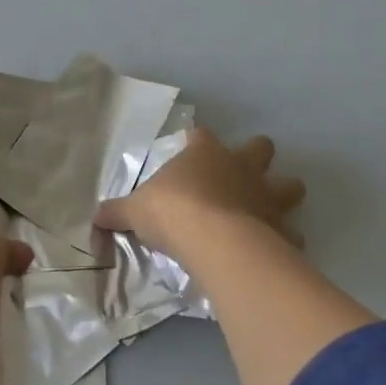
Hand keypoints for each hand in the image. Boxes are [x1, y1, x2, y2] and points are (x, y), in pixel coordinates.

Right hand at [92, 129, 304, 259]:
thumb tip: (94, 216)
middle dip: (257, 156)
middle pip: (260, 148)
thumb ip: (117, 212)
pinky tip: (275, 249)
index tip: (191, 147)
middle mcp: (241, 167)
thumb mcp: (134, 211)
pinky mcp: (281, 228)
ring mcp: (266, 196)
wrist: (213, 240)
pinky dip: (286, 240)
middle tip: (245, 173)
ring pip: (290, 186)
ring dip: (284, 194)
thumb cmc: (171, 212)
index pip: (201, 135)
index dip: (196, 140)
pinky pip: (291, 233)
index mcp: (205, 153)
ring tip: (271, 210)